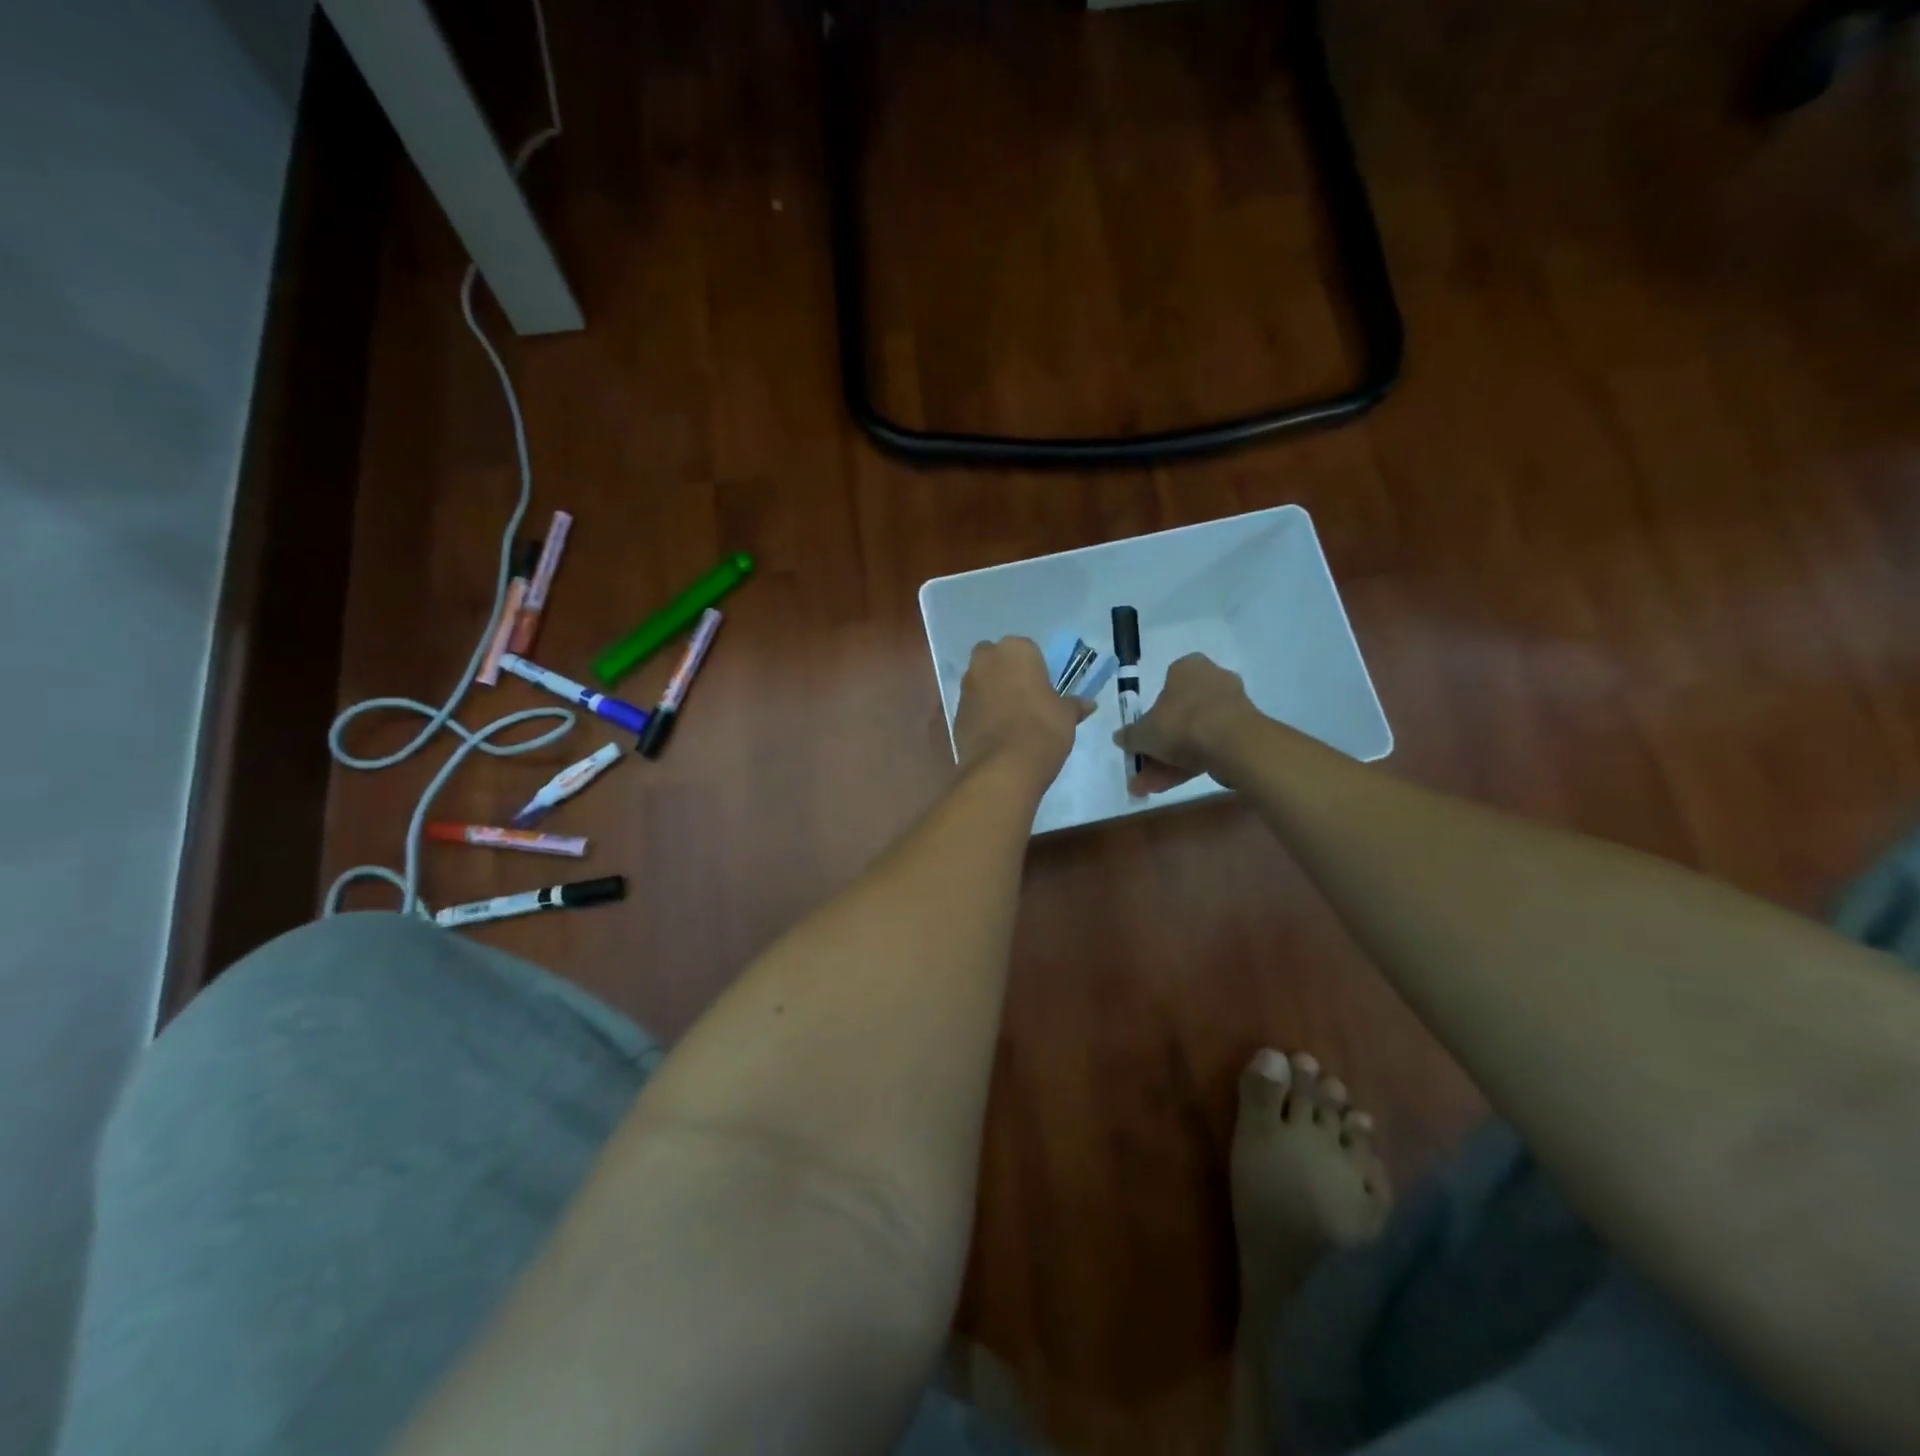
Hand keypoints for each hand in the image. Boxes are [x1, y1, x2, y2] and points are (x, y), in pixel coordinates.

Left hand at [953, 637, 1093, 785]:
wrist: (1003, 766)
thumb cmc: (1042, 729)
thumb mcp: (1066, 716)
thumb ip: (1074, 705)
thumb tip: (1088, 704)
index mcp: (1015, 650)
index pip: (1027, 650)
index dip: (1035, 669)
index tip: (1043, 689)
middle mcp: (985, 661)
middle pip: (995, 660)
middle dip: (1005, 673)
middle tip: (1024, 698)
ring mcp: (966, 686)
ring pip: (980, 682)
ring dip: (991, 693)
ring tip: (1010, 719)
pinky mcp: (955, 712)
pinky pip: (973, 707)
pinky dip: (981, 714)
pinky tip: (996, 734)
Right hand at [1117, 652, 1260, 795]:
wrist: (1232, 743)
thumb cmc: (1181, 723)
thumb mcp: (1143, 733)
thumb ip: (1130, 736)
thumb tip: (1119, 738)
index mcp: (1188, 668)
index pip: (1166, 686)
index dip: (1151, 715)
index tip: (1142, 737)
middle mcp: (1212, 681)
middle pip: (1179, 717)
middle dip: (1158, 748)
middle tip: (1142, 770)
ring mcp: (1230, 708)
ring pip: (1193, 736)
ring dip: (1169, 762)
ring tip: (1149, 788)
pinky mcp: (1243, 733)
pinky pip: (1209, 747)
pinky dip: (1189, 765)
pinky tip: (1167, 787)